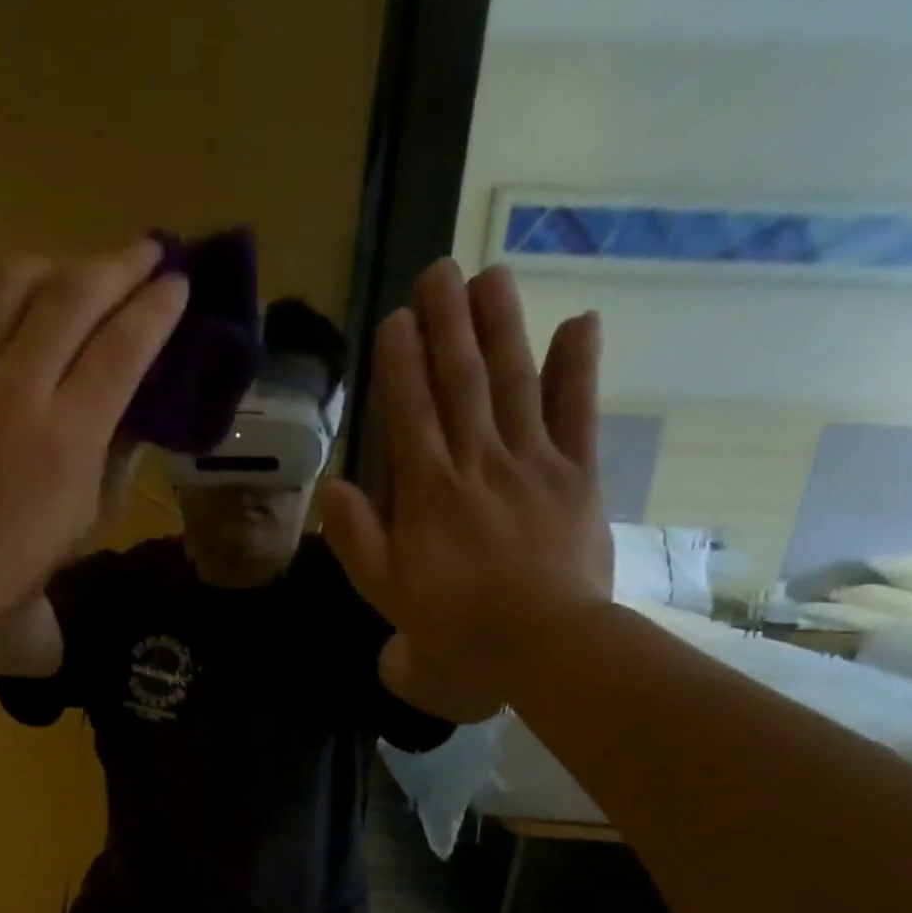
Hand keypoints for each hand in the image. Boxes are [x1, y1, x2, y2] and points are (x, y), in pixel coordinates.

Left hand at [0, 241, 188, 625]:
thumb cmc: (17, 558)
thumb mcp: (86, 518)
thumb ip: (113, 453)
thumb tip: (130, 403)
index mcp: (68, 434)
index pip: (123, 347)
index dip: (157, 309)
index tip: (178, 284)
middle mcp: (18, 387)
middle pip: (75, 297)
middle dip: (120, 265)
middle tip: (146, 252)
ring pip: (13, 282)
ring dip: (56, 265)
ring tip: (76, 272)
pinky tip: (9, 302)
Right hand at [320, 260, 612, 720]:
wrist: (542, 642)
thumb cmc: (454, 620)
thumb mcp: (385, 590)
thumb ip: (356, 537)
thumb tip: (332, 486)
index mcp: (428, 491)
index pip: (410, 413)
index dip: (401, 363)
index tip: (395, 318)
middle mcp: (478, 461)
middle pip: (460, 382)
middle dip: (447, 324)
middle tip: (439, 270)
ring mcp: (533, 462)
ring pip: (515, 382)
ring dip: (502, 326)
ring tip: (491, 276)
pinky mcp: (578, 474)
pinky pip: (578, 412)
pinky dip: (579, 367)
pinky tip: (579, 322)